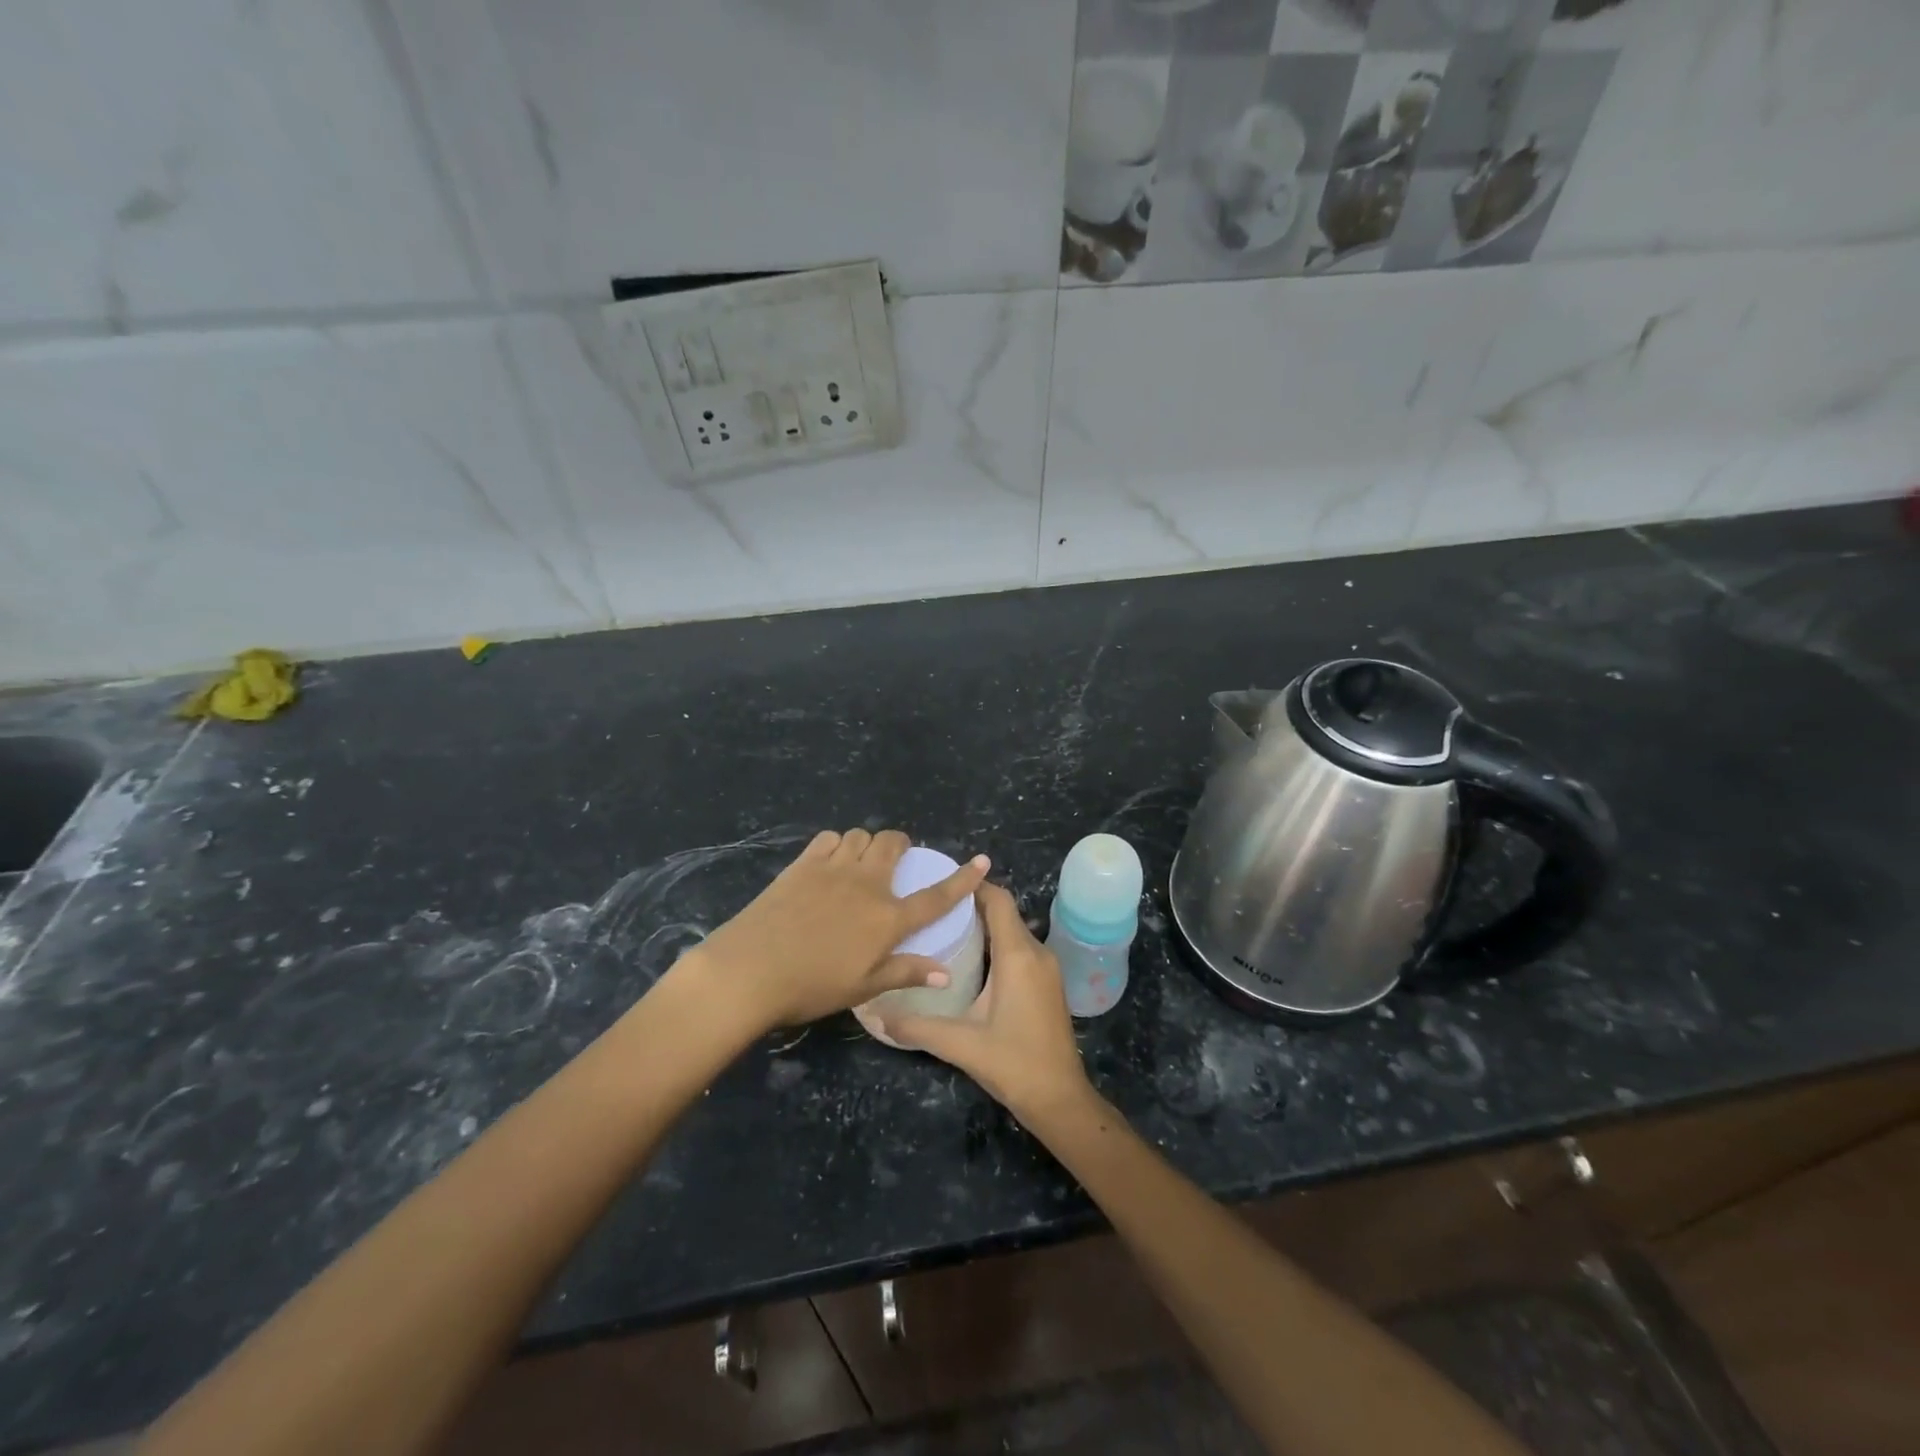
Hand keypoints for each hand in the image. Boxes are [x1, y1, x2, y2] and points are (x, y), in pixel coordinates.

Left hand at [685, 828, 988, 1033]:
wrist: (750, 969)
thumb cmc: (812, 986)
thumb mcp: (864, 987)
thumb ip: (906, 972)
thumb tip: (946, 973)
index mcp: (887, 918)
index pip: (935, 896)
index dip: (962, 879)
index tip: (982, 861)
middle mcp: (866, 884)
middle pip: (893, 845)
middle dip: (901, 846)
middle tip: (896, 863)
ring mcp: (833, 868)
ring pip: (861, 836)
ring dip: (868, 844)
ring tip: (861, 863)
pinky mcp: (803, 864)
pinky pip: (829, 838)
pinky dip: (837, 845)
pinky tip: (830, 862)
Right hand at [878, 882, 1092, 1121]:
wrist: (1060, 1099)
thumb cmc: (1013, 1063)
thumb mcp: (960, 1043)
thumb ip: (916, 1026)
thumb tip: (876, 1014)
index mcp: (1018, 955)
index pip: (998, 900)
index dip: (973, 886)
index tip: (941, 882)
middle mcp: (1037, 952)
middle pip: (1005, 913)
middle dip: (972, 905)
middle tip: (933, 909)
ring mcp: (1047, 968)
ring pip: (1013, 931)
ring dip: (984, 926)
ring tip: (945, 930)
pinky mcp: (1048, 984)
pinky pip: (1021, 949)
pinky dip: (997, 944)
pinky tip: (970, 962)